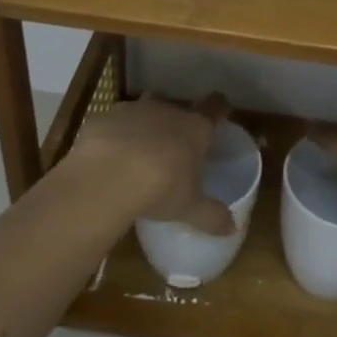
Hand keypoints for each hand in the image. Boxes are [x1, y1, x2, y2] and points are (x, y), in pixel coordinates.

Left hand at [67, 94, 235, 234]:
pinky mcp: (103, 118)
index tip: (220, 112)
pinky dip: (114, 136)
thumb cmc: (160, 188)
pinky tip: (108, 158)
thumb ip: (212, 216)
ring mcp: (132, 111)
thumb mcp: (189, 208)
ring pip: (144, 112)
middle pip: (177, 107)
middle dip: (176, 121)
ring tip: (139, 151)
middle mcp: (166, 111)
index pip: (214, 107)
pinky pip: (113, 124)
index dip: (218, 108)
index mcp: (194, 127)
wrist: (106, 176)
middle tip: (175, 144)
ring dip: (144, 127)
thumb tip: (233, 229)